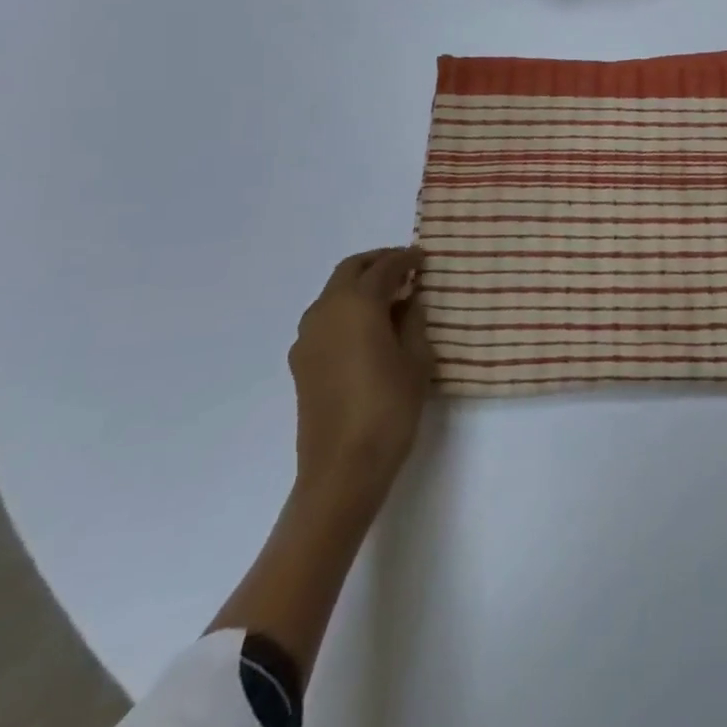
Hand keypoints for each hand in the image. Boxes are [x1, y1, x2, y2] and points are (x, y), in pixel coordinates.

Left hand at [288, 247, 433, 510]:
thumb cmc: (389, 408)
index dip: (406, 259)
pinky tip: (369, 328)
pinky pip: (326, 318)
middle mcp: (326, 311)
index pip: (384, 267)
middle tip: (406, 269)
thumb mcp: (417, 359)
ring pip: (334, 293)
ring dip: (360, 285)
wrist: (342, 469)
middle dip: (378, 263)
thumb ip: (413, 320)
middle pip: (350, 270)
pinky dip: (347, 309)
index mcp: (357, 304)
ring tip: (391, 298)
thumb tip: (408, 300)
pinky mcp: (301, 362)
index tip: (424, 258)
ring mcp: (308, 338)